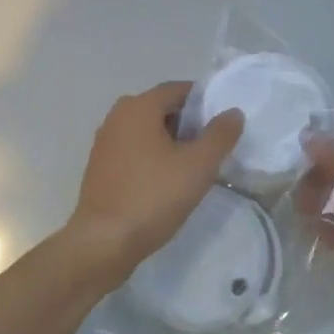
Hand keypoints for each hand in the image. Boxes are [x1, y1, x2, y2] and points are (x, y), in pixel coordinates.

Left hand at [63, 82, 244, 283]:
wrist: (103, 244)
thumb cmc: (153, 196)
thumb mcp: (198, 166)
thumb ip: (220, 135)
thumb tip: (232, 112)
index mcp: (139, 106)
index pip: (178, 89)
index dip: (204, 102)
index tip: (223, 123)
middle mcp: (117, 116)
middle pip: (162, 109)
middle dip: (189, 124)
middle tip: (212, 147)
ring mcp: (105, 142)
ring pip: (147, 132)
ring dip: (171, 143)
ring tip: (193, 167)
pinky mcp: (100, 168)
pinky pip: (134, 151)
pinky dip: (152, 158)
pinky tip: (166, 183)